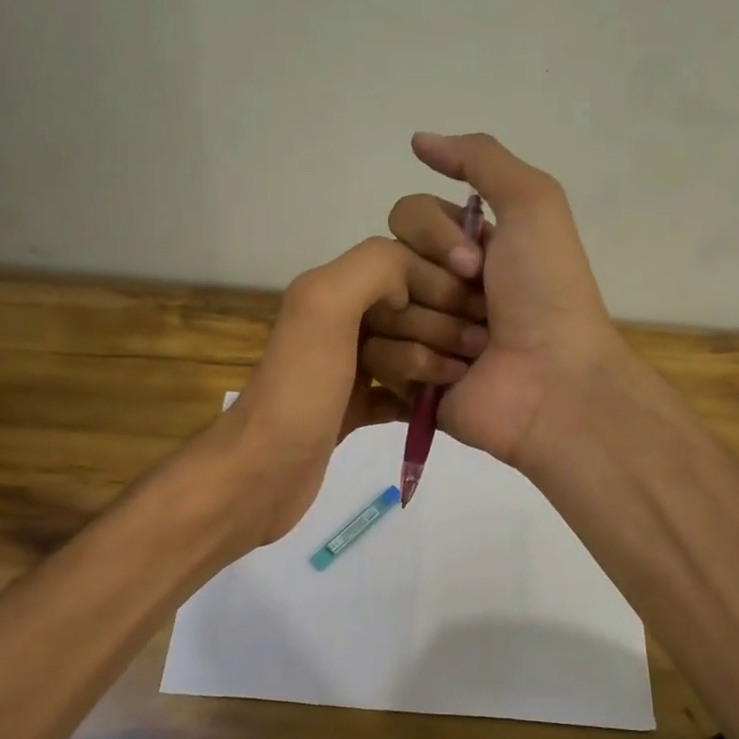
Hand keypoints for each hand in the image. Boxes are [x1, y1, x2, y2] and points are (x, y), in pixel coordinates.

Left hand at [212, 236, 473, 545]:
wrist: (262, 473)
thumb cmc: (301, 390)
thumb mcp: (326, 307)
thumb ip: (374, 269)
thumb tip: (417, 276)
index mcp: (330, 289)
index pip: (401, 265)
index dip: (439, 281)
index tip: (476, 307)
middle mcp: (336, 322)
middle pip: (407, 309)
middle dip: (442, 324)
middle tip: (475, 349)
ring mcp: (344, 368)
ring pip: (406, 350)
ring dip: (436, 360)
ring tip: (459, 379)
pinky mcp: (350, 408)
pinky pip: (397, 392)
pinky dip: (420, 397)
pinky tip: (442, 407)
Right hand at [377, 132, 628, 470]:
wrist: (554, 383)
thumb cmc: (547, 294)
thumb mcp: (532, 204)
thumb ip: (480, 159)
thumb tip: (418, 140)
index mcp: (462, 247)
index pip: (406, 216)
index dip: (432, 236)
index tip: (474, 263)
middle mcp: (436, 286)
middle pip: (384, 262)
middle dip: (433, 287)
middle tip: (480, 312)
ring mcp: (419, 334)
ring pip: (376, 311)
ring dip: (433, 329)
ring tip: (473, 352)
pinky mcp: (406, 381)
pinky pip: (375, 357)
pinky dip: (418, 365)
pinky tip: (455, 377)